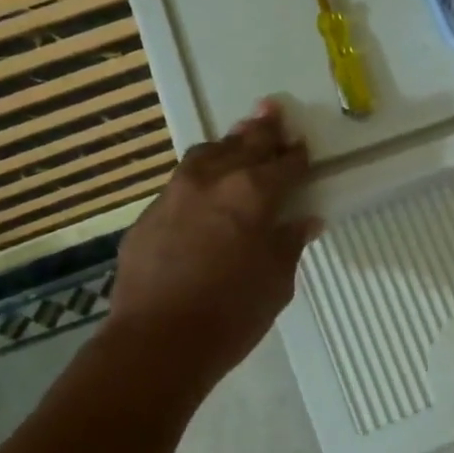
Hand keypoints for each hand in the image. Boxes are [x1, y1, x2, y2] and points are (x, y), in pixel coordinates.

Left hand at [106, 99, 319, 395]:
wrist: (158, 341)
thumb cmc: (232, 315)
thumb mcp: (276, 282)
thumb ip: (289, 244)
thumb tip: (305, 221)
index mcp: (252, 194)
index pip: (283, 166)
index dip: (296, 157)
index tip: (303, 147)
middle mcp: (213, 181)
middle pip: (243, 146)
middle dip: (262, 130)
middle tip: (273, 111)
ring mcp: (174, 194)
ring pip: (205, 155)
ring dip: (227, 144)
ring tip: (239, 136)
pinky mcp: (149, 215)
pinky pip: (181, 182)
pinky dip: (200, 175)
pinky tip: (205, 184)